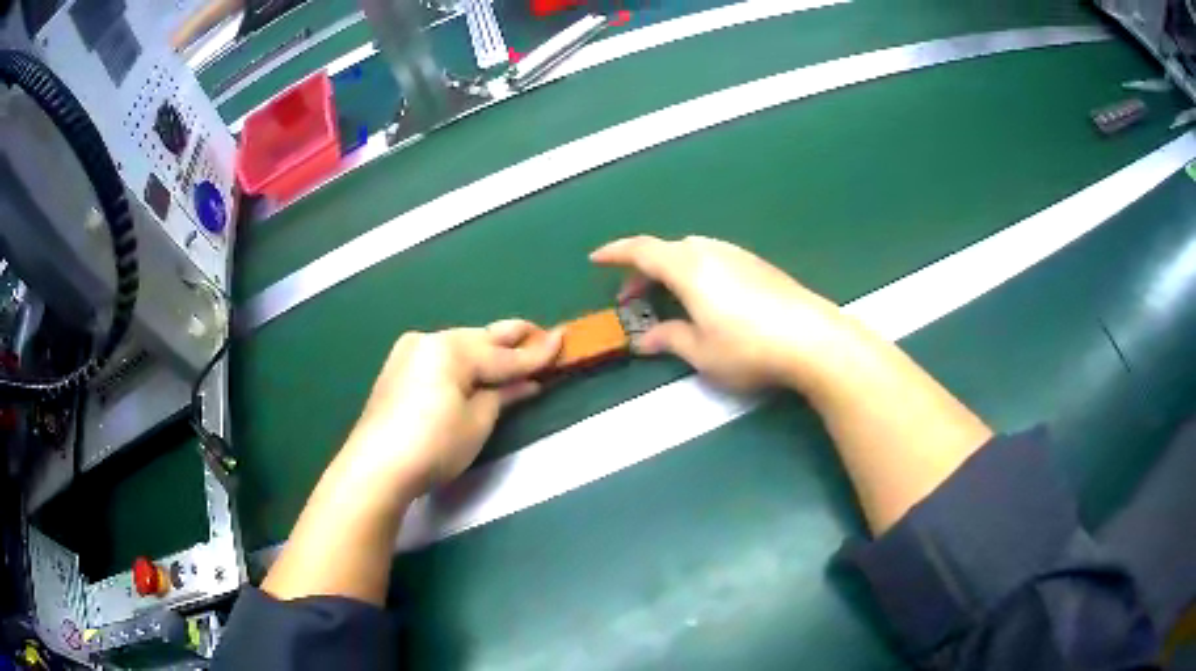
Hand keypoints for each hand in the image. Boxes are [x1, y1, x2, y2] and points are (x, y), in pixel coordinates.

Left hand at [346, 320, 562, 496]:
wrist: (375, 467)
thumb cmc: (433, 445)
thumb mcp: (477, 422)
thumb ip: (502, 395)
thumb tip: (527, 383)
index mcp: (451, 349)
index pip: (503, 355)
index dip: (535, 353)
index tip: (563, 339)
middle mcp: (429, 341)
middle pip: (479, 340)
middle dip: (510, 339)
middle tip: (541, 332)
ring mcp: (409, 353)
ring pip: (458, 346)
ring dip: (485, 350)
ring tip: (512, 351)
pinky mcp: (397, 369)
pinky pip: (440, 358)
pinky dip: (461, 362)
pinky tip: (474, 368)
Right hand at [591, 235, 851, 390]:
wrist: (812, 339)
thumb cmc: (749, 348)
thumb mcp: (701, 352)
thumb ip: (670, 340)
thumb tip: (646, 340)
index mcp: (688, 268)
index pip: (642, 250)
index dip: (616, 254)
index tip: (596, 259)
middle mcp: (711, 252)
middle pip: (667, 250)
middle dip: (643, 270)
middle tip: (632, 297)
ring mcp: (738, 256)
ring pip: (693, 253)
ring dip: (671, 271)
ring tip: (667, 299)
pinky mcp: (759, 266)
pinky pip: (715, 260)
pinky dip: (696, 273)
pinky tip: (706, 299)